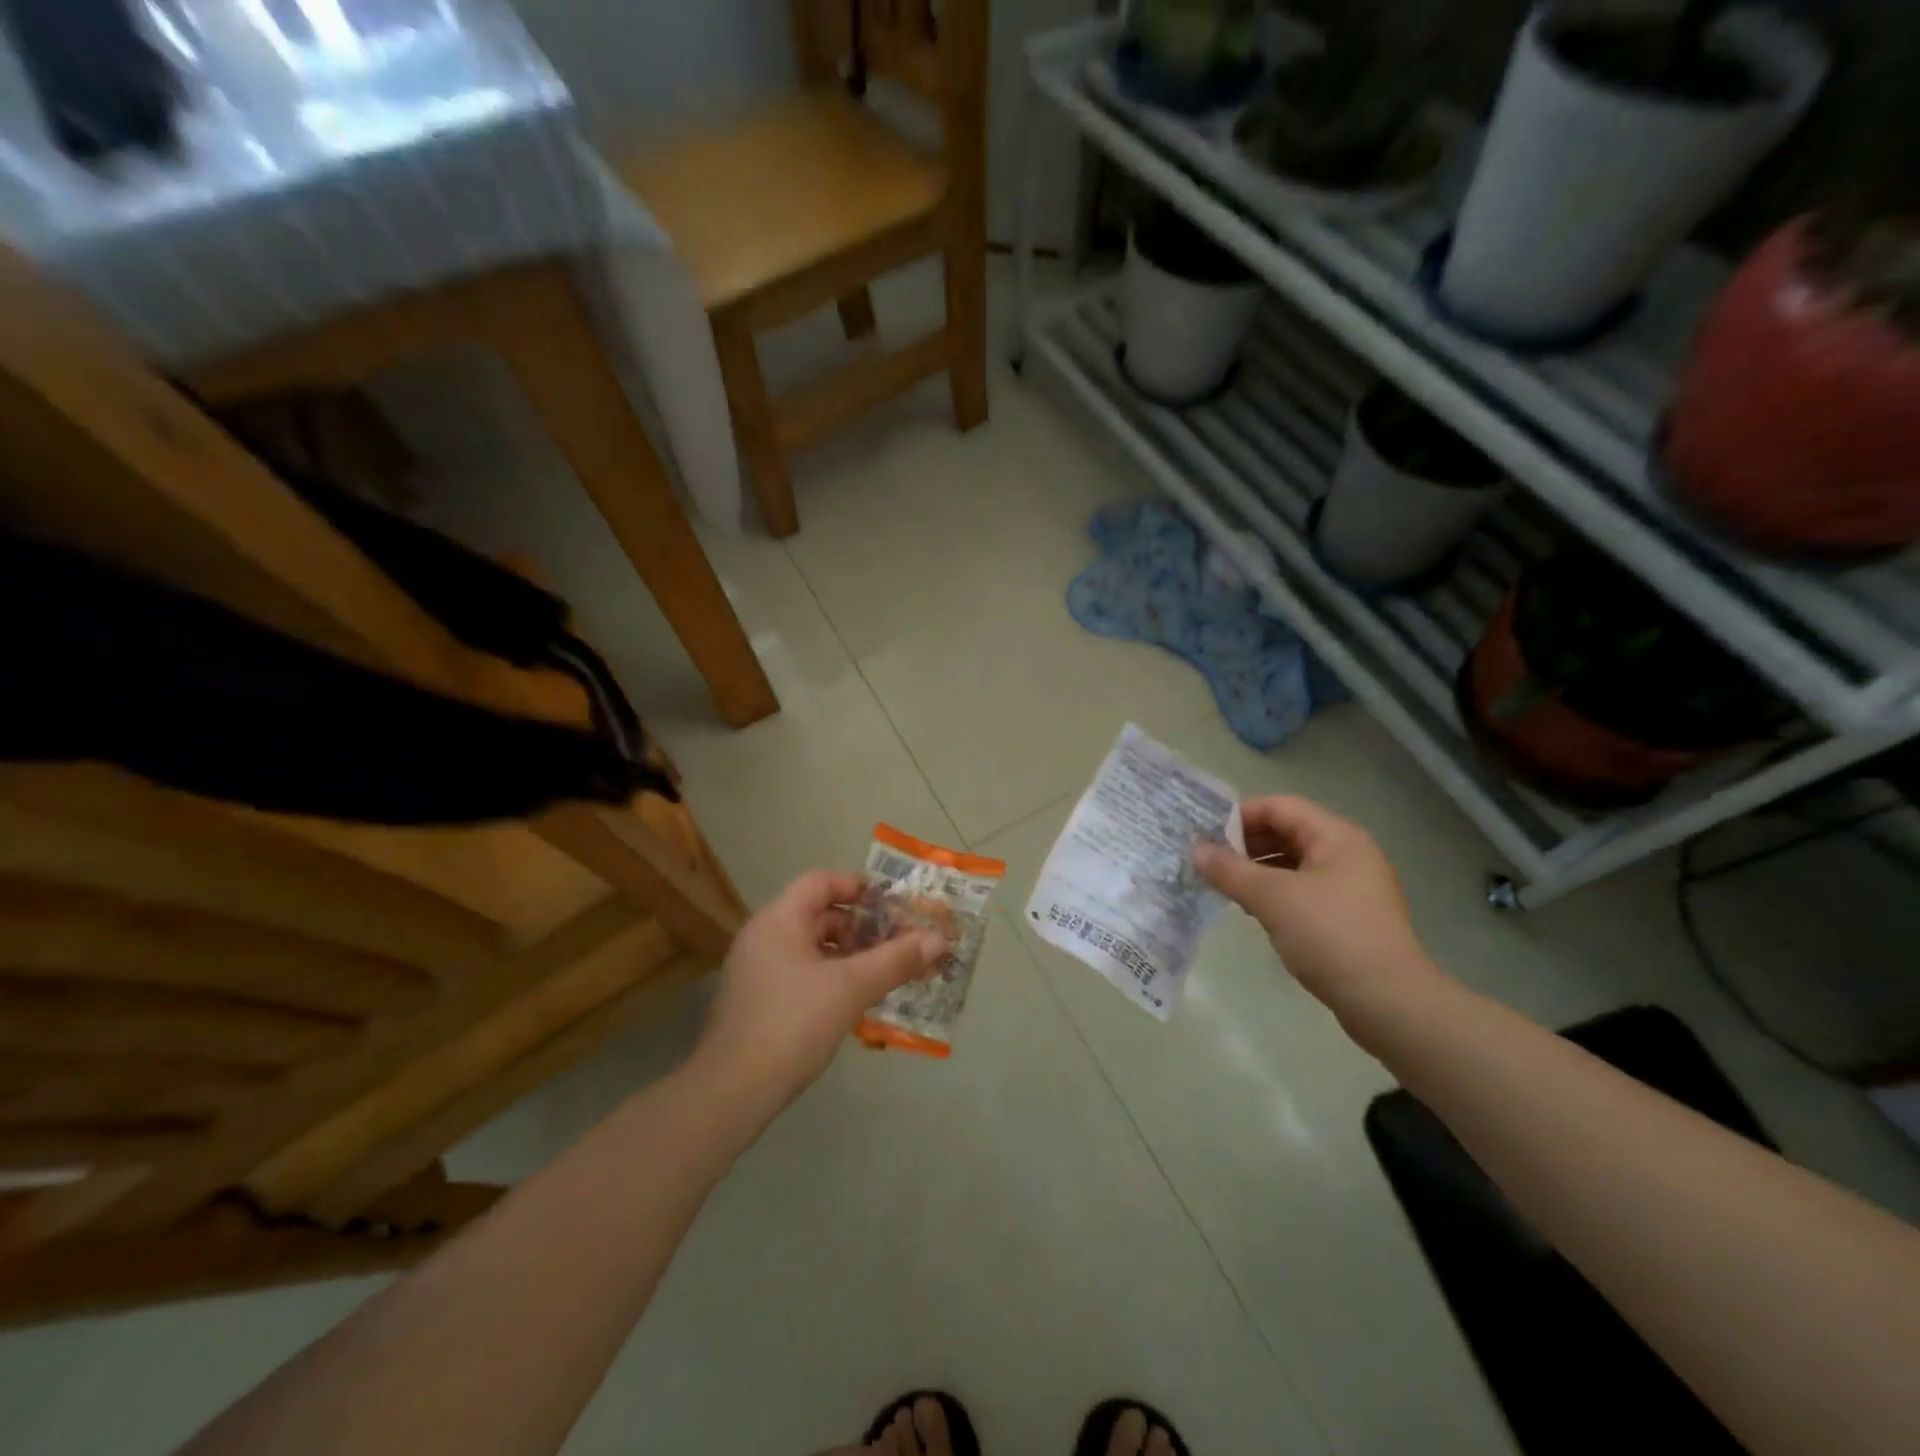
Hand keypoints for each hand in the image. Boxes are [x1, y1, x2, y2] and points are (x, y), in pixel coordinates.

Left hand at [692, 870, 944, 1112]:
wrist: (732, 1091)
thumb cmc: (793, 1024)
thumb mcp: (852, 988)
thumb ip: (896, 960)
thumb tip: (939, 939)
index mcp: (779, 920)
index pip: (821, 882)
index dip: (858, 887)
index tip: (892, 905)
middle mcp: (763, 936)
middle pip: (817, 914)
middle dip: (860, 926)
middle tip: (897, 940)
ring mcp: (755, 970)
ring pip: (810, 947)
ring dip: (848, 954)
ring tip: (884, 971)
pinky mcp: (755, 1001)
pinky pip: (799, 972)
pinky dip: (829, 976)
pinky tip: (854, 1000)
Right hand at [1193, 796, 1441, 1023]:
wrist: (1389, 1003)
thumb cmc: (1330, 935)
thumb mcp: (1272, 898)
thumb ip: (1230, 870)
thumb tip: (1195, 849)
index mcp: (1336, 836)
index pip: (1280, 807)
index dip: (1240, 815)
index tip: (1204, 833)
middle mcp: (1347, 853)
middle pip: (1287, 832)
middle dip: (1245, 843)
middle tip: (1207, 859)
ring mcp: (1350, 887)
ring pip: (1293, 863)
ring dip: (1256, 869)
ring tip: (1222, 883)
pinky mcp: (1347, 916)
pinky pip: (1302, 890)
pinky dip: (1274, 892)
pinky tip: (1250, 908)